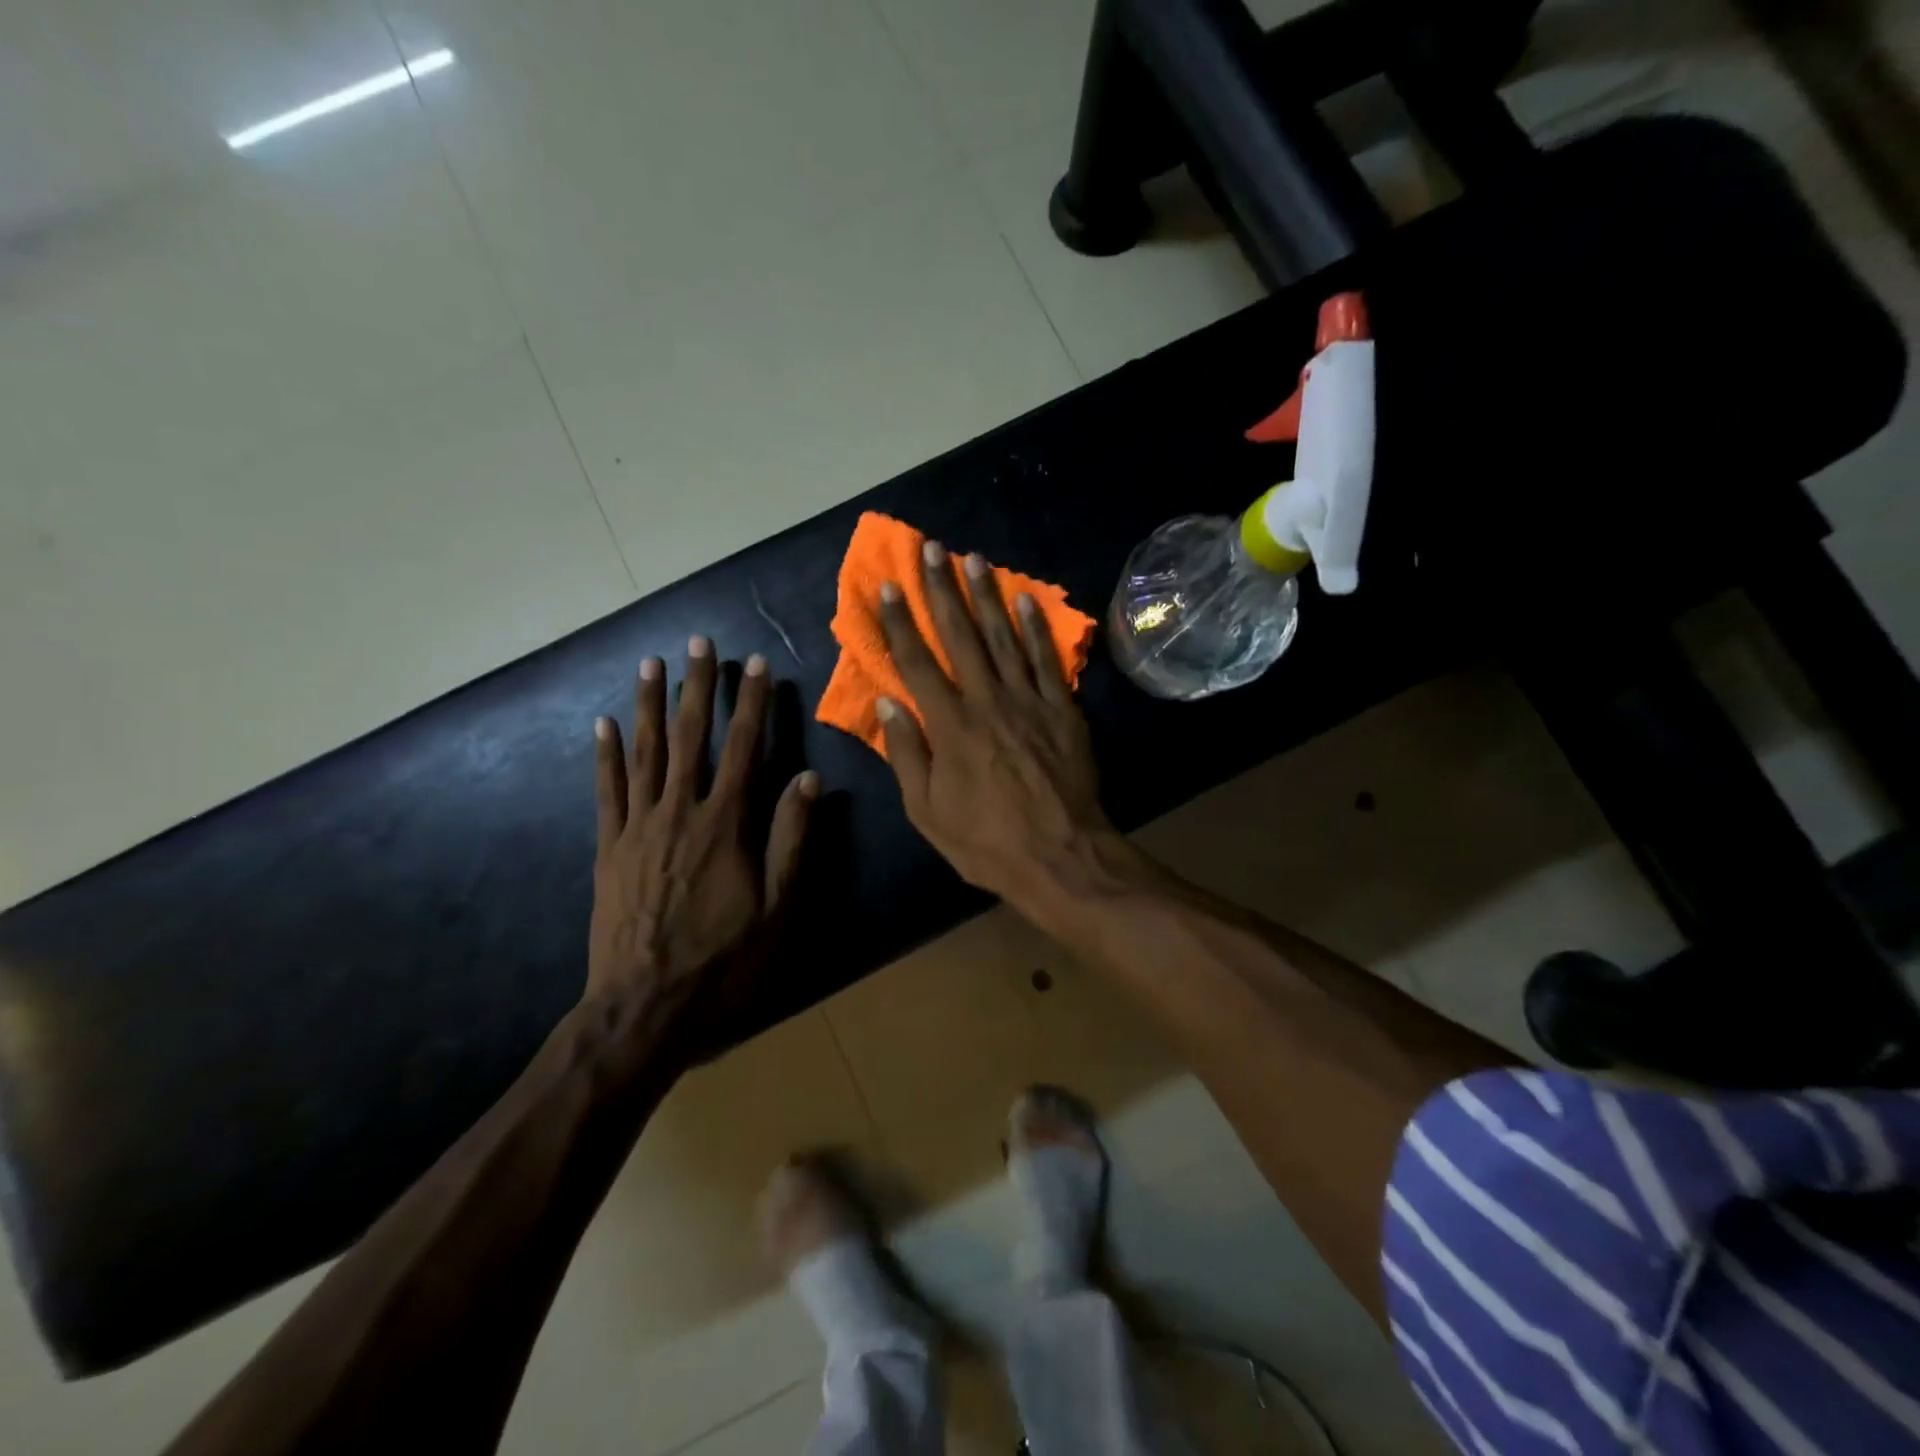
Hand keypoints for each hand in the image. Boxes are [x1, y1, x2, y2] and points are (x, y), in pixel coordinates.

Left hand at [589, 639, 816, 1017]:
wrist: (643, 1007)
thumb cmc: (723, 960)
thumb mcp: (777, 907)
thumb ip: (792, 839)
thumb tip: (808, 778)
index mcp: (726, 824)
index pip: (743, 749)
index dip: (751, 704)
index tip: (755, 664)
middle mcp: (680, 812)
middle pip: (691, 737)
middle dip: (698, 687)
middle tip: (699, 642)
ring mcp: (638, 827)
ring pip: (646, 753)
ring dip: (650, 704)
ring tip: (651, 664)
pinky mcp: (608, 848)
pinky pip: (607, 790)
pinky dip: (606, 754)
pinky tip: (605, 723)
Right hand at [875, 540, 1128, 913]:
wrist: (1061, 856)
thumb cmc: (986, 842)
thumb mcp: (927, 812)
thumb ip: (907, 755)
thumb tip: (887, 704)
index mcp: (950, 726)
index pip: (917, 663)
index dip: (900, 622)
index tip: (889, 586)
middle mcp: (987, 701)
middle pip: (960, 636)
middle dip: (943, 590)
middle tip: (932, 549)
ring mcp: (1029, 701)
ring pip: (1004, 637)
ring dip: (987, 596)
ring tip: (974, 559)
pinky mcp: (1063, 709)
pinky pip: (1047, 660)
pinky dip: (1036, 627)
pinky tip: (1026, 599)